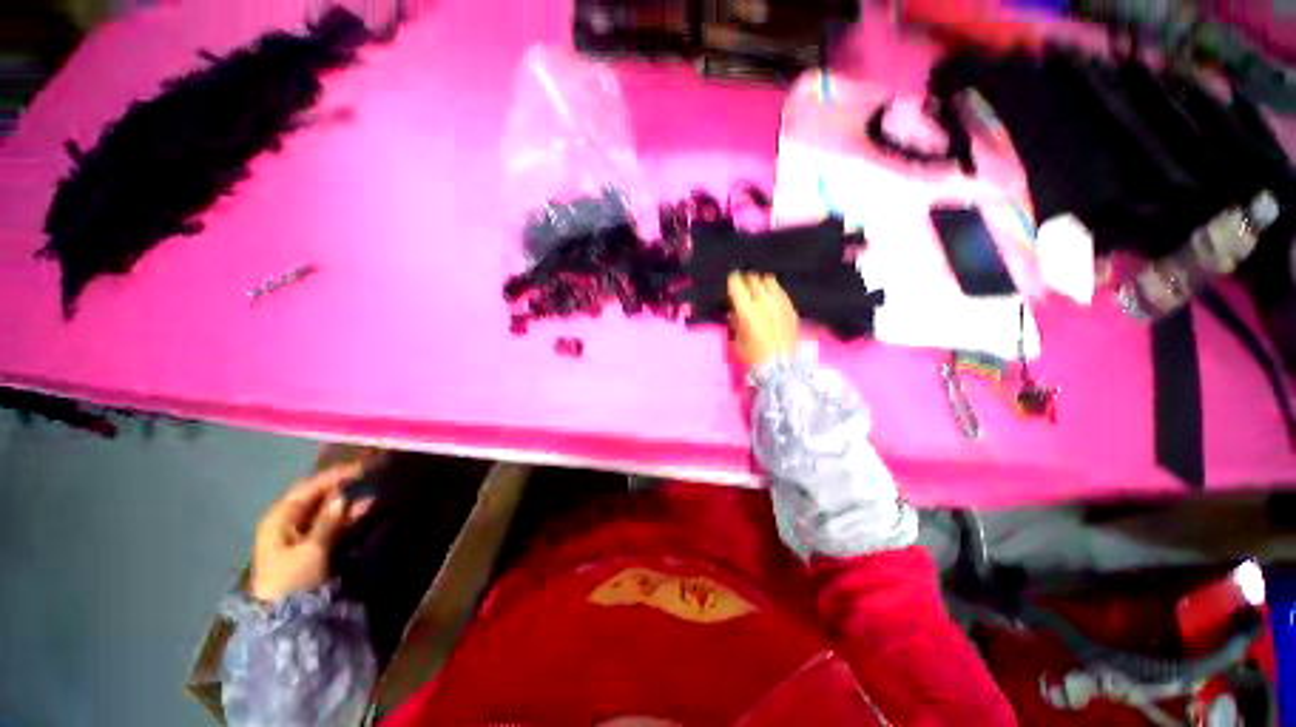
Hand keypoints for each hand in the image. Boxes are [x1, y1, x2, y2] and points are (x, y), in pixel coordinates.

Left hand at [249, 463, 372, 604]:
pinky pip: (333, 524)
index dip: (333, 476)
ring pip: (327, 510)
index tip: (360, 468)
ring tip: (372, 496)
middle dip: (342, 486)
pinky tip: (366, 510)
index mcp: (280, 518)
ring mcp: (301, 534)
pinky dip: (349, 517)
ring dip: (349, 502)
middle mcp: (289, 521)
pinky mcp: (313, 546)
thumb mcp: (311, 551)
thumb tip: (343, 497)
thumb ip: (328, 523)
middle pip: (317, 497)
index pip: (308, 488)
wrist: (284, 617)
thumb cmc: (292, 580)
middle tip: (368, 476)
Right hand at [728, 272, 799, 369]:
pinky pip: (781, 291)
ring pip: (770, 281)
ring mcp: (780, 303)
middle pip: (754, 279)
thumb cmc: (754, 357)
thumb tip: (733, 313)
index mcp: (748, 310)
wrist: (781, 368)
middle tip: (742, 283)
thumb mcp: (737, 342)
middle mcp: (765, 302)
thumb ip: (735, 323)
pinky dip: (774, 290)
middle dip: (746, 279)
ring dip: (761, 281)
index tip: (730, 280)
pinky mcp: (791, 308)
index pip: (737, 285)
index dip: (732, 280)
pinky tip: (771, 295)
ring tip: (757, 286)